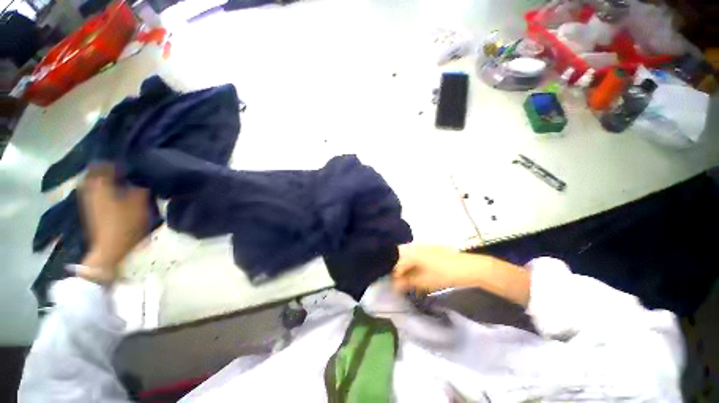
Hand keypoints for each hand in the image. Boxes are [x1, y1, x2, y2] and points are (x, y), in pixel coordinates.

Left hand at [79, 164, 148, 284]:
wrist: (109, 249)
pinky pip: (96, 190)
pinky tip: (114, 191)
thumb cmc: (124, 224)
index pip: (103, 164)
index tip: (128, 160)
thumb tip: (142, 175)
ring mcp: (89, 200)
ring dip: (105, 177)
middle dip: (107, 168)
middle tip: (124, 168)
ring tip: (120, 178)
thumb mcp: (138, 204)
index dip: (115, 160)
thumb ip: (140, 187)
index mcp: (100, 185)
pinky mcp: (91, 209)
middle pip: (96, 172)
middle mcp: (91, 189)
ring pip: (95, 182)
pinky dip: (103, 187)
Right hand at [392, 245, 485, 291]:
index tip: (396, 288)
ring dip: (411, 271)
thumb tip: (395, 286)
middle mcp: (416, 247)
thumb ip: (408, 283)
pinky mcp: (433, 249)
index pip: (398, 266)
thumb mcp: (425, 281)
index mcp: (412, 253)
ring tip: (414, 283)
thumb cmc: (444, 274)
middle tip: (405, 286)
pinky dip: (418, 267)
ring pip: (412, 259)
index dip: (396, 278)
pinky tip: (423, 275)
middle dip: (403, 274)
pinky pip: (420, 258)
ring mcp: (425, 247)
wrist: (468, 267)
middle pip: (404, 261)